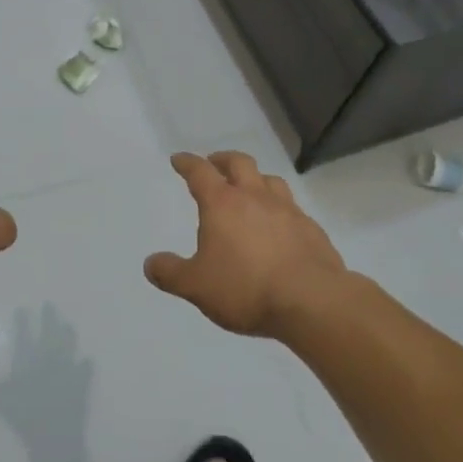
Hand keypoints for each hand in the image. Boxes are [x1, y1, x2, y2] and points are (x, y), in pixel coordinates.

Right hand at [145, 151, 346, 337]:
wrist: (312, 302)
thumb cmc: (246, 288)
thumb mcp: (197, 286)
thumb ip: (171, 273)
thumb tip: (150, 263)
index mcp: (222, 204)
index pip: (200, 172)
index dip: (187, 163)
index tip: (179, 159)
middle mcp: (254, 197)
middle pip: (239, 163)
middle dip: (223, 160)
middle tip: (215, 164)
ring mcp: (287, 210)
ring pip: (270, 180)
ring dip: (255, 179)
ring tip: (249, 189)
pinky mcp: (311, 229)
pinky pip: (293, 208)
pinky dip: (280, 209)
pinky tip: (280, 226)